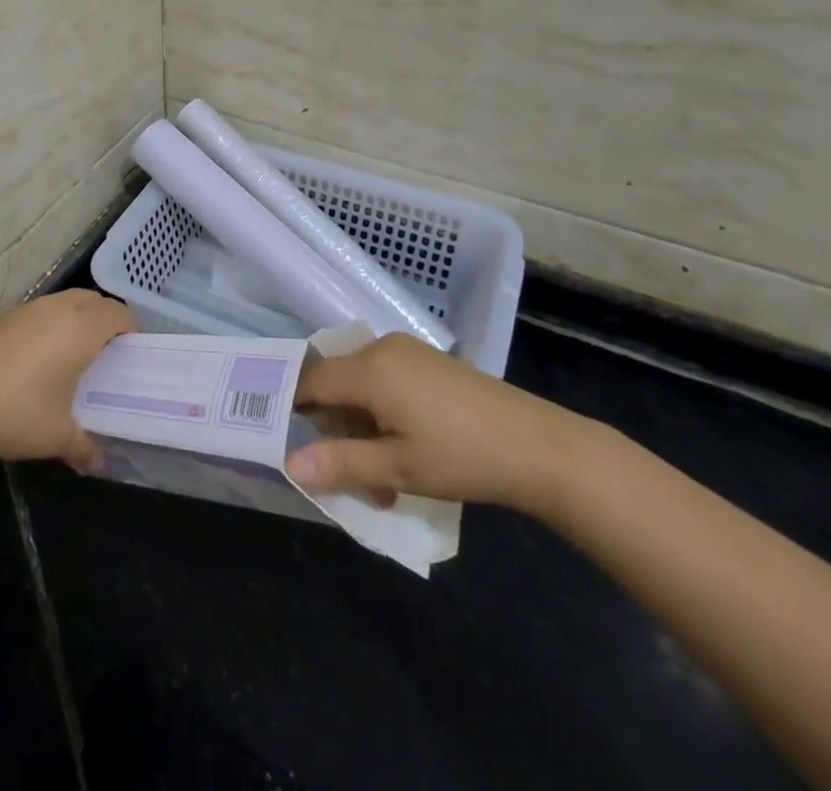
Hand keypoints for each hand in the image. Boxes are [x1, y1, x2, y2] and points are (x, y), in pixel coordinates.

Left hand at [0, 289, 134, 468]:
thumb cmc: (16, 414)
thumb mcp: (58, 436)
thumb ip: (85, 446)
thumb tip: (99, 460)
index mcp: (80, 330)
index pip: (117, 313)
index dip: (130, 327)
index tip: (133, 350)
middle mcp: (57, 310)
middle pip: (92, 299)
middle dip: (106, 317)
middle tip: (108, 350)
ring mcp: (27, 310)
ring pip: (65, 300)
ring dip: (77, 316)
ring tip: (75, 351)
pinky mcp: (3, 318)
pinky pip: (40, 310)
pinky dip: (52, 322)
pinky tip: (41, 355)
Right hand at [283, 334, 592, 514]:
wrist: (542, 447)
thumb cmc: (463, 457)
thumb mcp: (397, 469)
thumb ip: (341, 463)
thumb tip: (289, 465)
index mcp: (368, 368)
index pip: (310, 382)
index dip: (294, 411)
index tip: (289, 445)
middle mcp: (381, 349)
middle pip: (336, 385)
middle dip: (336, 432)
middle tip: (354, 481)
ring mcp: (407, 352)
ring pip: (361, 386)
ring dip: (362, 429)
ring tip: (385, 481)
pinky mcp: (428, 361)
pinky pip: (385, 380)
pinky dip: (382, 414)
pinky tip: (405, 451)